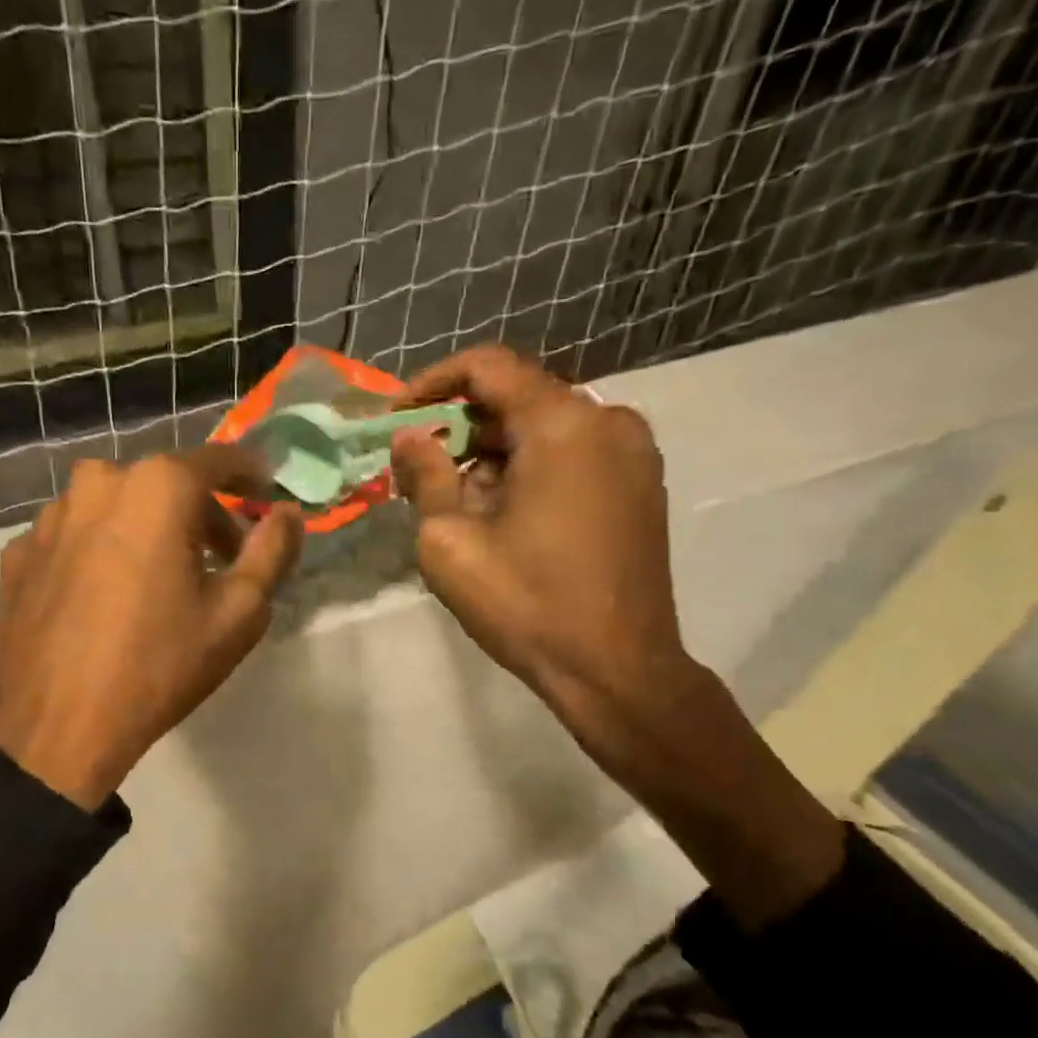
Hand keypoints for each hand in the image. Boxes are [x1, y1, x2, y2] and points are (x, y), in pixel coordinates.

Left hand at [0, 450, 301, 809]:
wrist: (52, 727)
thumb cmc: (158, 665)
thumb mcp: (239, 613)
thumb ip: (272, 550)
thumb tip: (288, 513)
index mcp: (157, 487)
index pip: (218, 459)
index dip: (250, 473)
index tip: (265, 492)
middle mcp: (97, 482)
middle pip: (164, 482)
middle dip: (199, 513)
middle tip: (220, 560)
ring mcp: (49, 516)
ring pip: (115, 506)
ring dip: (146, 528)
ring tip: (158, 581)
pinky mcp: (19, 552)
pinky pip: (76, 536)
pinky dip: (101, 551)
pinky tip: (105, 598)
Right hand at [393, 346, 843, 926]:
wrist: (617, 670)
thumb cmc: (526, 605)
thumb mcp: (450, 542)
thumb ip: (425, 475)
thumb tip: (409, 437)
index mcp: (563, 425)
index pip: (489, 367)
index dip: (433, 383)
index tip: (396, 417)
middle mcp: (608, 421)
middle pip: (518, 398)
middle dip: (460, 426)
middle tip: (415, 467)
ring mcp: (633, 453)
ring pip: (545, 429)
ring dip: (493, 453)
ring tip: (455, 502)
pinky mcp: (641, 486)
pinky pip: (573, 454)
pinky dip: (530, 469)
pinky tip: (503, 515)